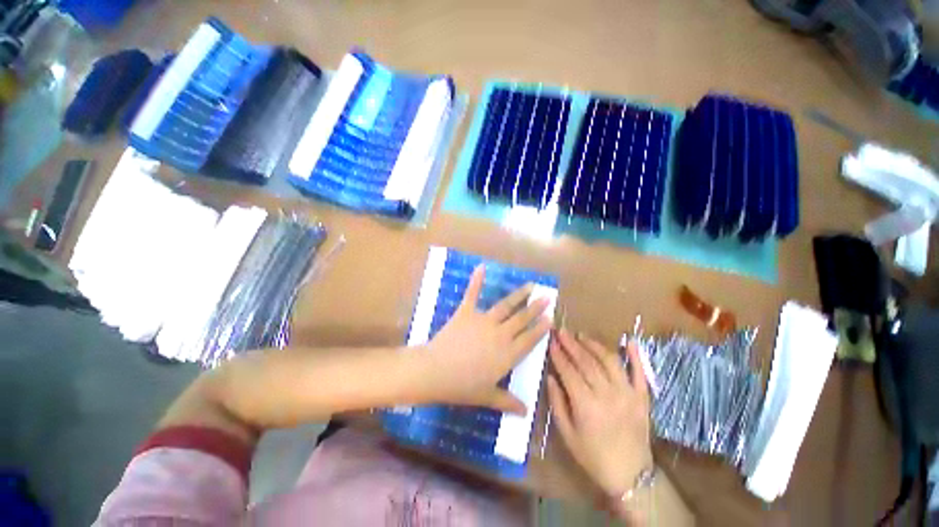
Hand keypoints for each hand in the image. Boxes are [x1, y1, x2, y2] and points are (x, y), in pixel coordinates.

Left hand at [421, 264, 551, 413]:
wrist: (436, 371)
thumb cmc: (463, 386)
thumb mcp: (487, 396)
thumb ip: (507, 402)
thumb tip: (525, 412)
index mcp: (507, 354)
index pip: (529, 339)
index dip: (541, 328)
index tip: (550, 318)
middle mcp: (500, 334)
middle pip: (522, 319)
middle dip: (536, 308)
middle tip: (547, 297)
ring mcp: (483, 321)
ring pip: (506, 306)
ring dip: (519, 295)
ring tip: (530, 285)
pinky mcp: (466, 312)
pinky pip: (472, 294)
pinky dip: (476, 281)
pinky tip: (481, 267)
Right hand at [547, 329, 652, 498]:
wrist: (630, 475)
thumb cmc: (593, 456)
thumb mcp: (567, 434)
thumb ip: (557, 402)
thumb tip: (550, 377)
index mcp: (586, 405)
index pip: (569, 371)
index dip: (558, 354)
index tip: (551, 341)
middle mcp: (607, 394)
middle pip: (586, 361)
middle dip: (571, 344)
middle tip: (562, 331)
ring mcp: (627, 394)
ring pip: (609, 361)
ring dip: (594, 345)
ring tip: (582, 335)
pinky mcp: (642, 397)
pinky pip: (640, 372)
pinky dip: (636, 356)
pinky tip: (630, 341)